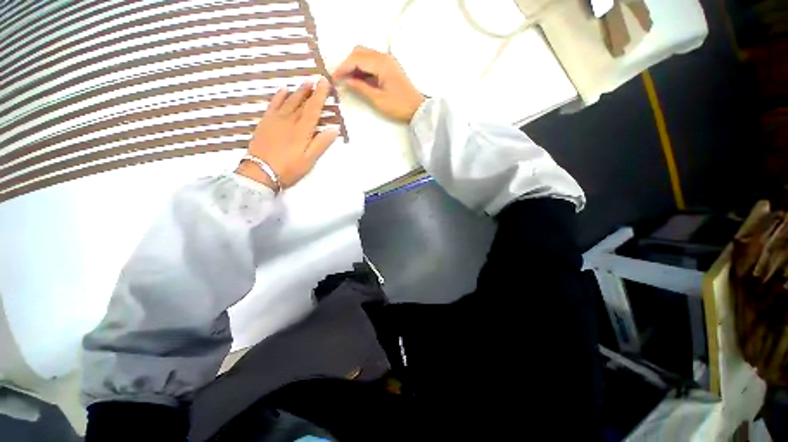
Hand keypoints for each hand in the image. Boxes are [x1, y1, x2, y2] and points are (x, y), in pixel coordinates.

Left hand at [237, 78, 338, 189]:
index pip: (313, 109)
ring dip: (297, 91)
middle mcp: (289, 121)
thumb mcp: (309, 160)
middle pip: (301, 103)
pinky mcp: (265, 123)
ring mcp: (275, 120)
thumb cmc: (289, 168)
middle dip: (310, 91)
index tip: (324, 82)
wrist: (260, 172)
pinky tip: (283, 90)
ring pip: (289, 101)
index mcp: (302, 131)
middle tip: (316, 79)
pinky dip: (278, 96)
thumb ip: (321, 143)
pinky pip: (273, 105)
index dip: (320, 95)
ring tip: (305, 82)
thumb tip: (335, 129)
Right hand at [332, 46, 424, 122]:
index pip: (356, 59)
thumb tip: (346, 81)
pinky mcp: (389, 67)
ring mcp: (387, 61)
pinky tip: (359, 80)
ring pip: (364, 55)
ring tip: (348, 81)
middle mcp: (384, 57)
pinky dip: (363, 68)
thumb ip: (361, 88)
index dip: (343, 68)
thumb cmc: (398, 106)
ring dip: (354, 65)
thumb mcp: (377, 100)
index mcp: (381, 64)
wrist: (417, 109)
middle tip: (340, 79)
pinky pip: (371, 62)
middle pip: (359, 52)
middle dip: (347, 64)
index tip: (333, 78)